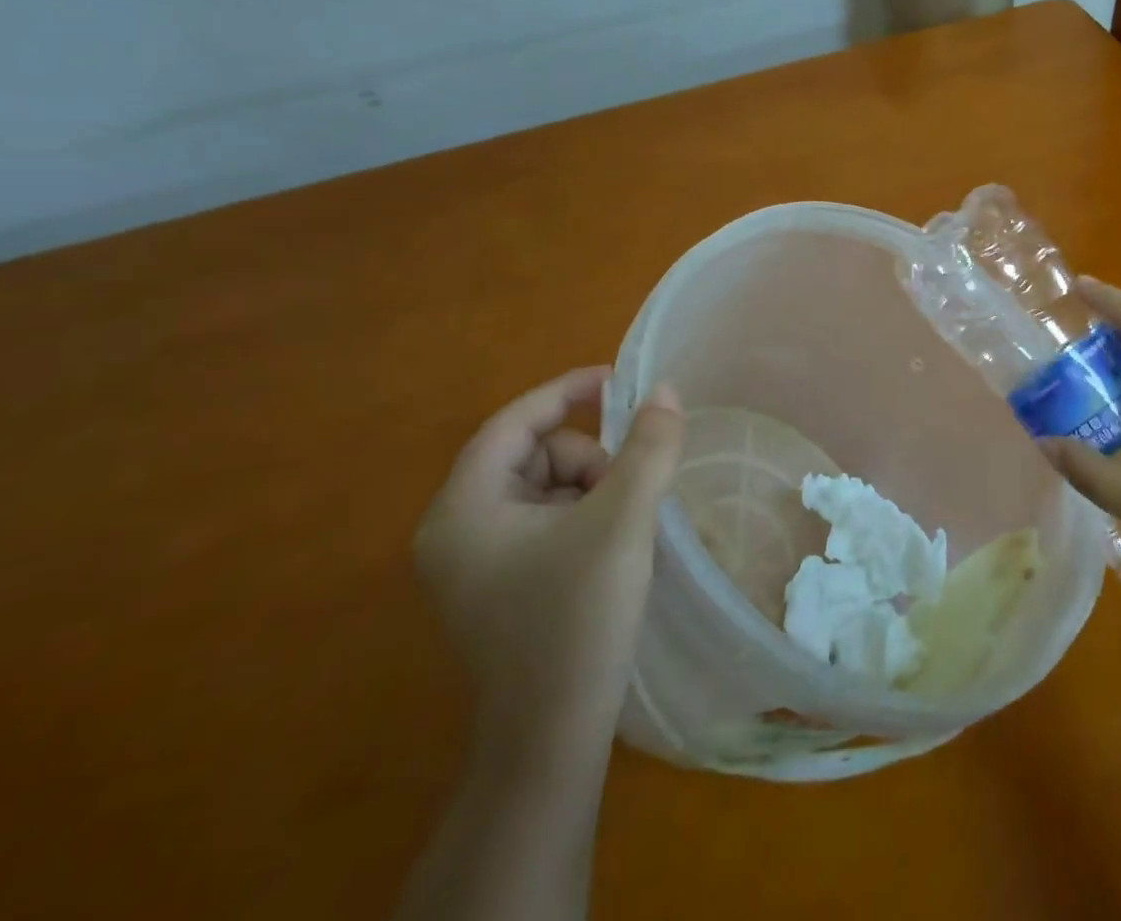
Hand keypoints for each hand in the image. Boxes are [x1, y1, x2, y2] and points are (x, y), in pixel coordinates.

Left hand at [414, 368, 684, 754]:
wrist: (550, 740)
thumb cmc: (576, 619)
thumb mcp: (622, 520)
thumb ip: (648, 447)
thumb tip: (665, 391)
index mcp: (463, 509)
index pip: (513, 423)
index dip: (565, 392)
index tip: (616, 381)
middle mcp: (455, 531)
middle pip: (532, 455)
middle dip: (587, 459)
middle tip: (627, 491)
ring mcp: (473, 564)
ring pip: (543, 488)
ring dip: (591, 490)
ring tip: (622, 528)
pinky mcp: (497, 588)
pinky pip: (543, 522)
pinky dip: (582, 517)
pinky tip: (609, 548)